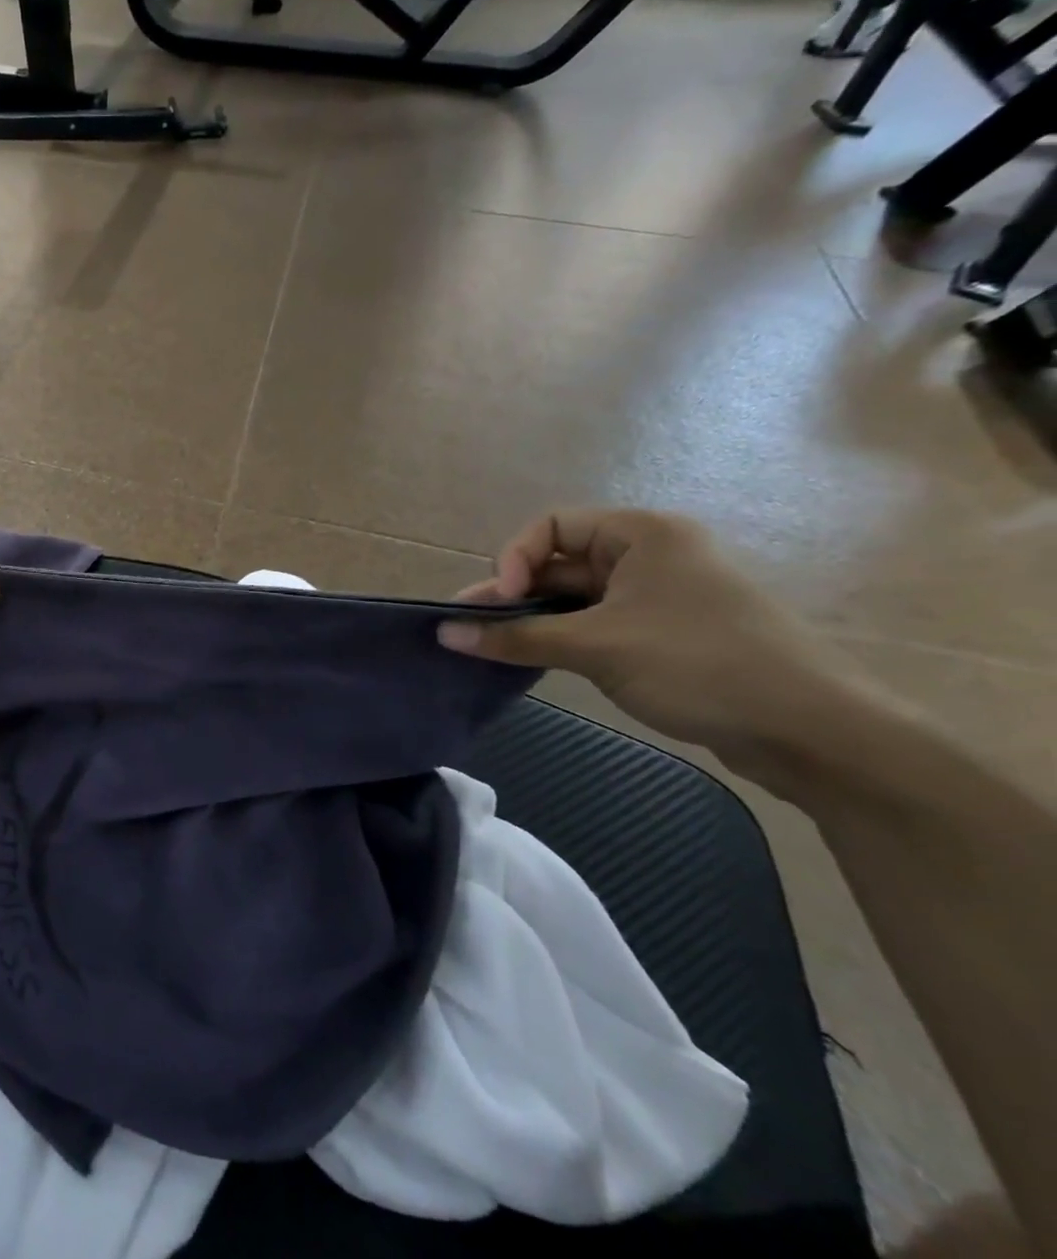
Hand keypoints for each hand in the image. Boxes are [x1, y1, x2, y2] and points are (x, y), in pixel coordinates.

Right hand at [436, 510, 873, 773]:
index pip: (551, 526)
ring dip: (534, 618)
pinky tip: (535, 659)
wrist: (812, 731)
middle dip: (514, 594)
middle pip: (560, 562)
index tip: (502, 600)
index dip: (514, 558)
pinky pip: (598, 623)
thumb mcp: (596, 647)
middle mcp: (650, 554)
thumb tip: (445, 634)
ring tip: (491, 646)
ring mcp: (660, 595)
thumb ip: (516, 636)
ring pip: (576, 597)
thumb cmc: (699, 665)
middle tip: (470, 628)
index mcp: (641, 534)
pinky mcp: (666, 634)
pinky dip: (563, 637)